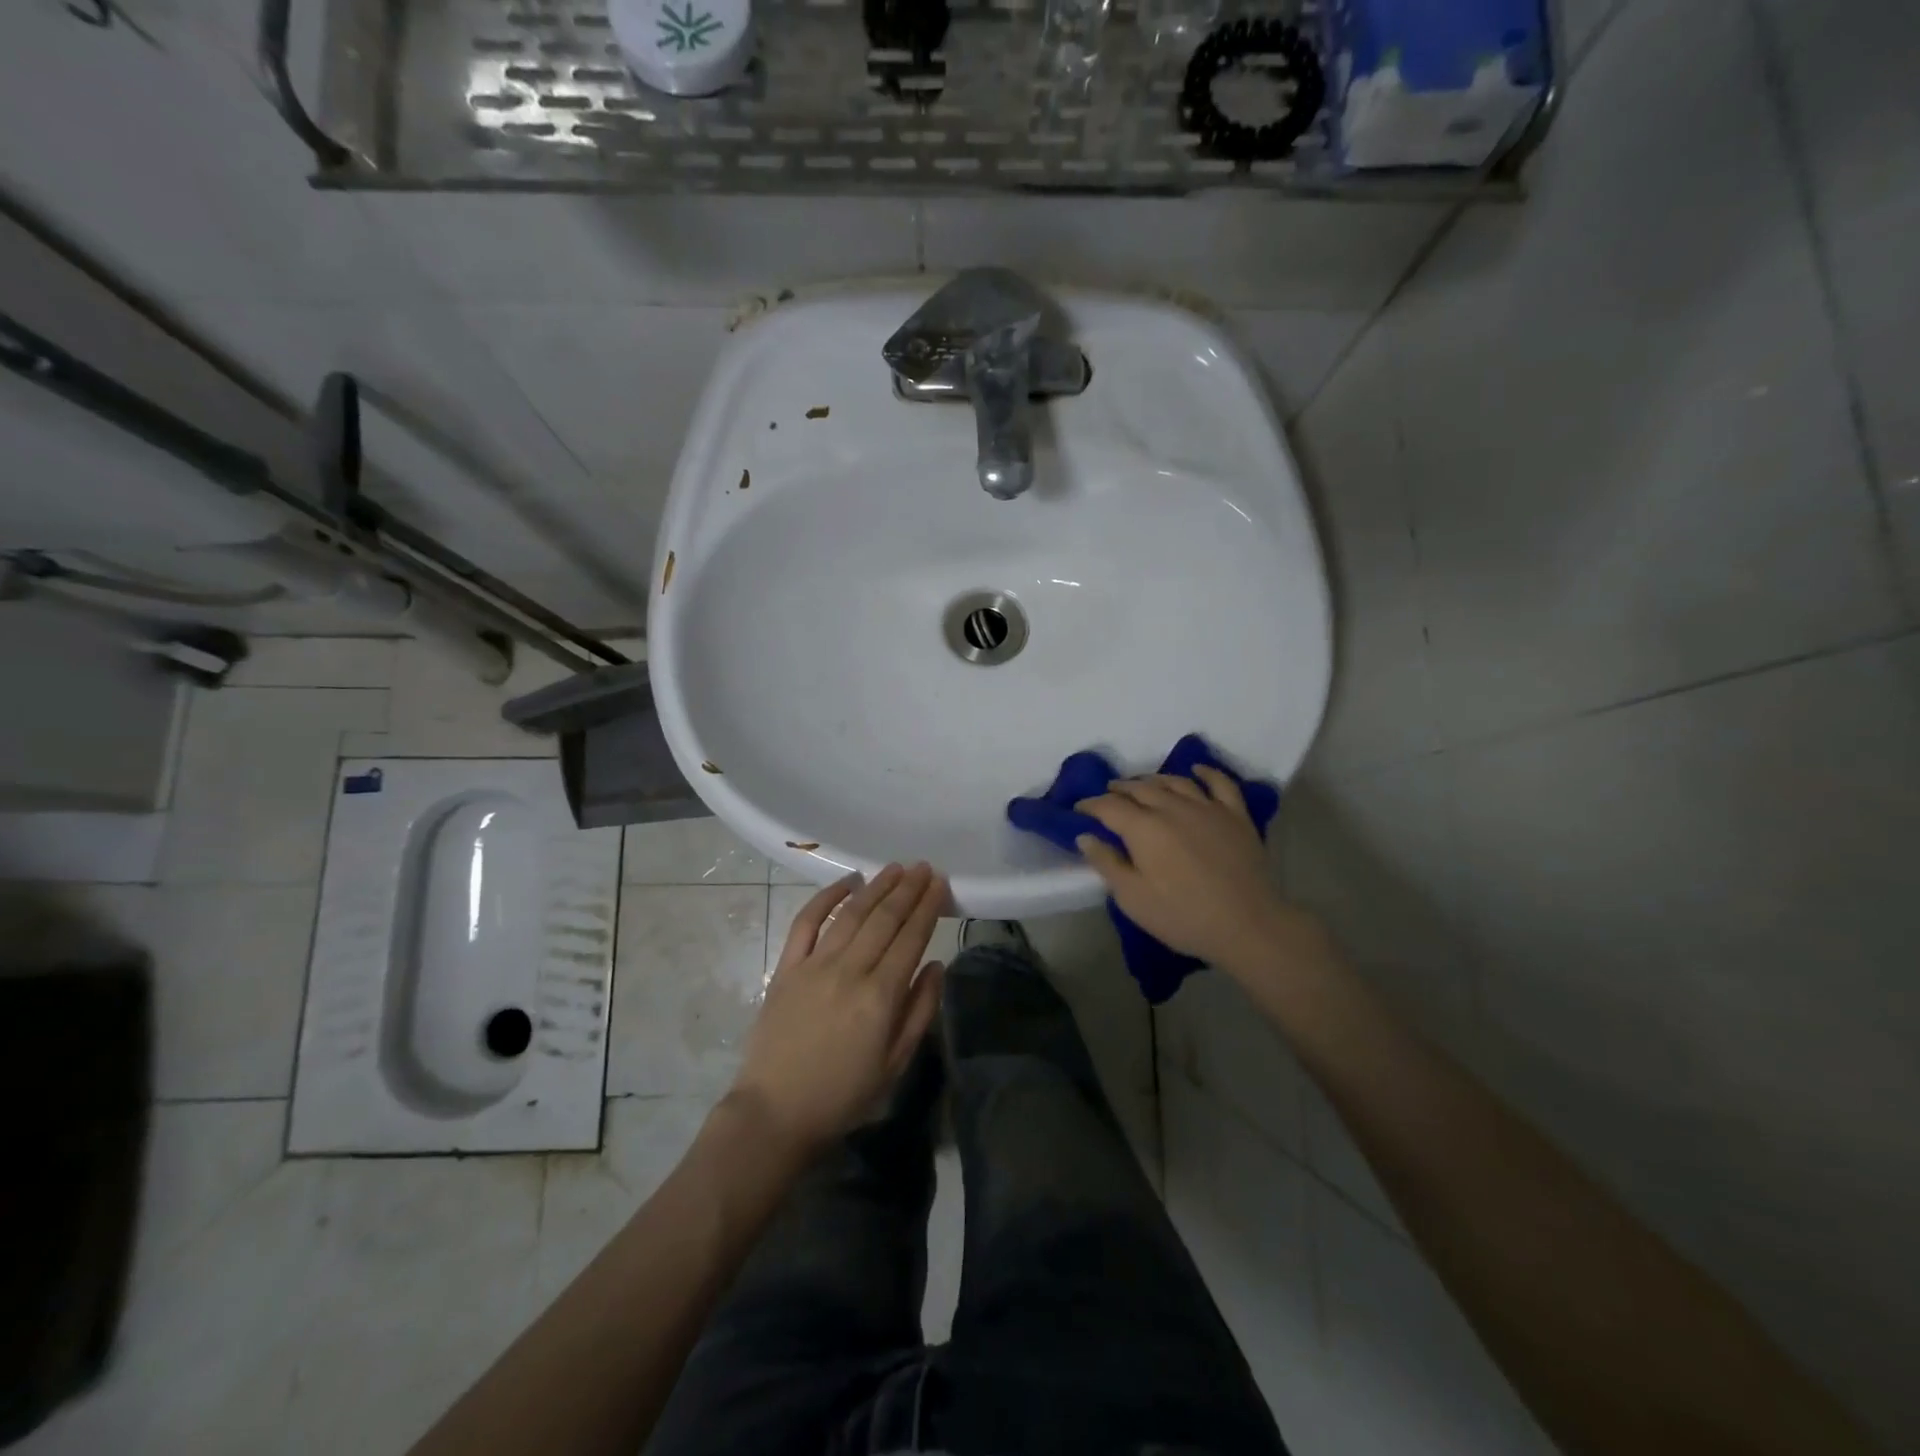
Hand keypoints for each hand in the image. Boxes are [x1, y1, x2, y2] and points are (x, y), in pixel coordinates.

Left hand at [728, 863, 947, 1154]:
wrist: (775, 1113)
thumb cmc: (843, 1095)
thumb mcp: (895, 1064)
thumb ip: (920, 1011)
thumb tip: (937, 965)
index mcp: (880, 996)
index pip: (911, 937)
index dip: (928, 907)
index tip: (940, 883)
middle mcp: (849, 970)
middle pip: (884, 918)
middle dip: (908, 889)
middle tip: (924, 867)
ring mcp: (814, 965)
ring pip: (851, 914)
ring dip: (875, 887)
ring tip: (895, 868)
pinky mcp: (786, 968)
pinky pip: (806, 923)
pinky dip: (825, 898)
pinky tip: (845, 882)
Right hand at [1076, 767, 1309, 972]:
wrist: (1247, 924)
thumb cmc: (1182, 915)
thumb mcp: (1132, 898)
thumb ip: (1107, 863)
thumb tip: (1085, 836)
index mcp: (1144, 828)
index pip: (1109, 806)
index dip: (1091, 805)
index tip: (1079, 809)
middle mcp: (1172, 807)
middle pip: (1140, 788)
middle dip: (1119, 789)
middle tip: (1107, 794)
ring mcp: (1207, 807)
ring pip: (1174, 781)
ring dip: (1153, 779)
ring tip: (1142, 784)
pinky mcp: (1235, 815)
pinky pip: (1220, 783)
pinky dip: (1206, 772)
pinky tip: (1196, 770)